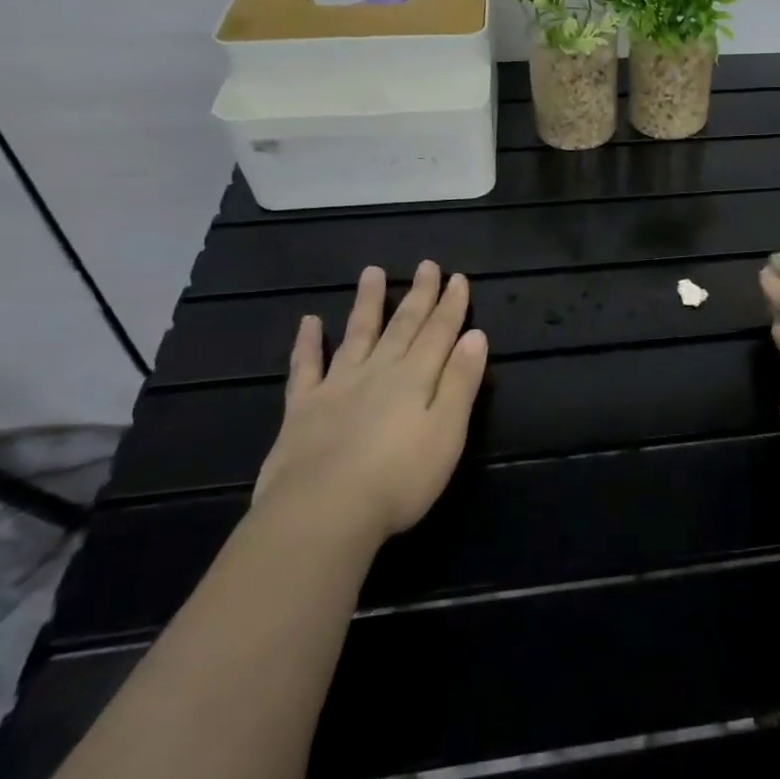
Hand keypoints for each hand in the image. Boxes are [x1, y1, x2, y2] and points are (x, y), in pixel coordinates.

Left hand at [255, 260, 488, 542]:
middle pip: (402, 326)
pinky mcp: (302, 409)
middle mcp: (378, 371)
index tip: (458, 277)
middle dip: (418, 295)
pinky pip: (306, 367)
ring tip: (372, 273)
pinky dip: (308, 343)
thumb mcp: (447, 432)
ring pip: (357, 334)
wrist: (322, 513)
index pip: (439, 333)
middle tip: (427, 265)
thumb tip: (476, 335)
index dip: (451, 305)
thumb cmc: (398, 479)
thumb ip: (461, 382)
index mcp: (415, 378)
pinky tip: (310, 322)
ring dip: (367, 303)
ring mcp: (337, 387)